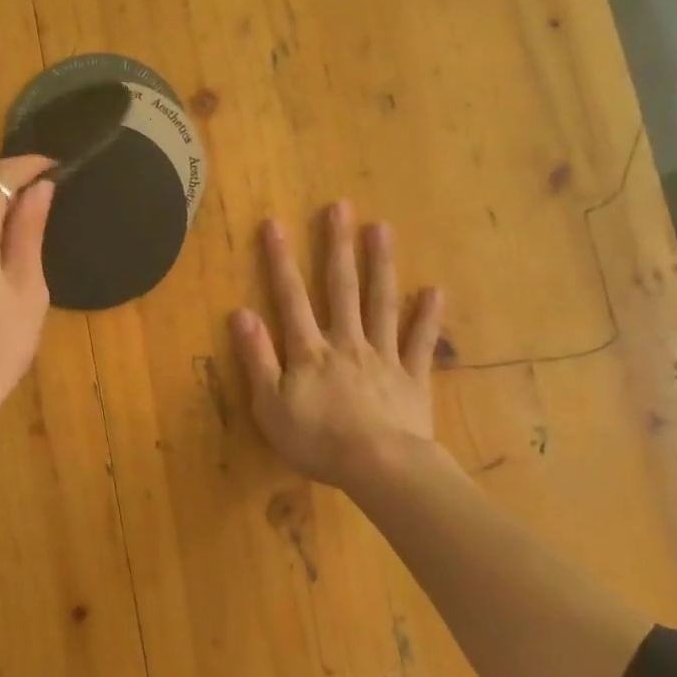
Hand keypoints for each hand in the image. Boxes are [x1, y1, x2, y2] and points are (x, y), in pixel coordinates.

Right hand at [230, 200, 444, 490]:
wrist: (380, 468)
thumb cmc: (318, 441)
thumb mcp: (270, 406)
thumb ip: (257, 358)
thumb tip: (241, 313)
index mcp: (310, 351)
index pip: (291, 298)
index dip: (280, 261)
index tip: (274, 223)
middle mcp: (347, 342)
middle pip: (342, 288)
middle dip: (338, 246)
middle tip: (340, 207)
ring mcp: (384, 357)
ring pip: (381, 303)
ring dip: (381, 265)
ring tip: (381, 228)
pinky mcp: (413, 377)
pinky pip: (420, 343)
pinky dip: (427, 317)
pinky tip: (435, 291)